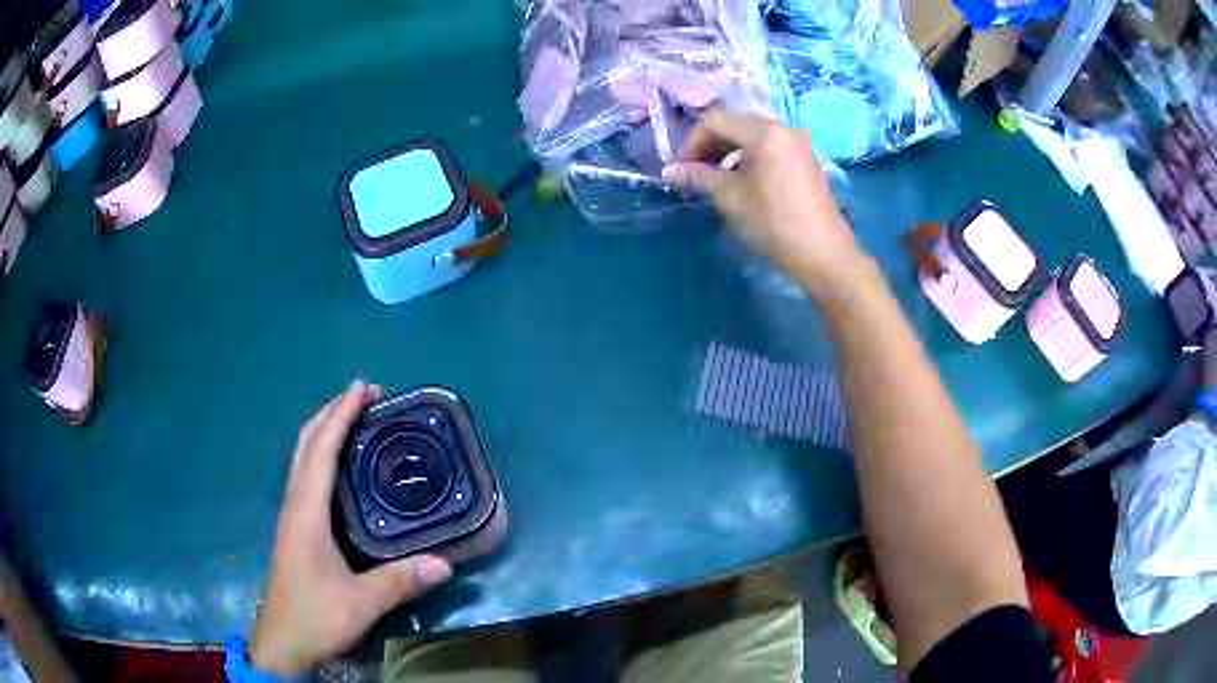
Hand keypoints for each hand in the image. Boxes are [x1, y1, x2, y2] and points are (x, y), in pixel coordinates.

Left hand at [249, 380, 452, 676]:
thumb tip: (445, 563)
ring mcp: (293, 517)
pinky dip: (323, 455)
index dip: (341, 416)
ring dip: (325, 431)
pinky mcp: (296, 530)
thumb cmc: (314, 618)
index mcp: (306, 512)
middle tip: (366, 397)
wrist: (282, 643)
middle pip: (306, 445)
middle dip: (332, 413)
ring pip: (303, 459)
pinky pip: (307, 477)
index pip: (321, 451)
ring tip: (356, 420)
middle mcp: (295, 505)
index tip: (363, 388)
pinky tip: (342, 469)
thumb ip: (399, 582)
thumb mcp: (359, 604)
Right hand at [662, 110, 865, 295]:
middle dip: (709, 145)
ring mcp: (798, 142)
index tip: (679, 169)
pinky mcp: (805, 158)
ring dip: (727, 151)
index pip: (715, 121)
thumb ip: (699, 177)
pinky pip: (769, 147)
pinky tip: (740, 180)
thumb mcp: (731, 198)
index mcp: (765, 132)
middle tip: (692, 172)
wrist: (824, 255)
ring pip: (751, 135)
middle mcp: (783, 128)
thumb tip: (668, 172)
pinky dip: (748, 157)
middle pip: (734, 124)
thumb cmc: (774, 224)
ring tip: (713, 178)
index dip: (691, 142)